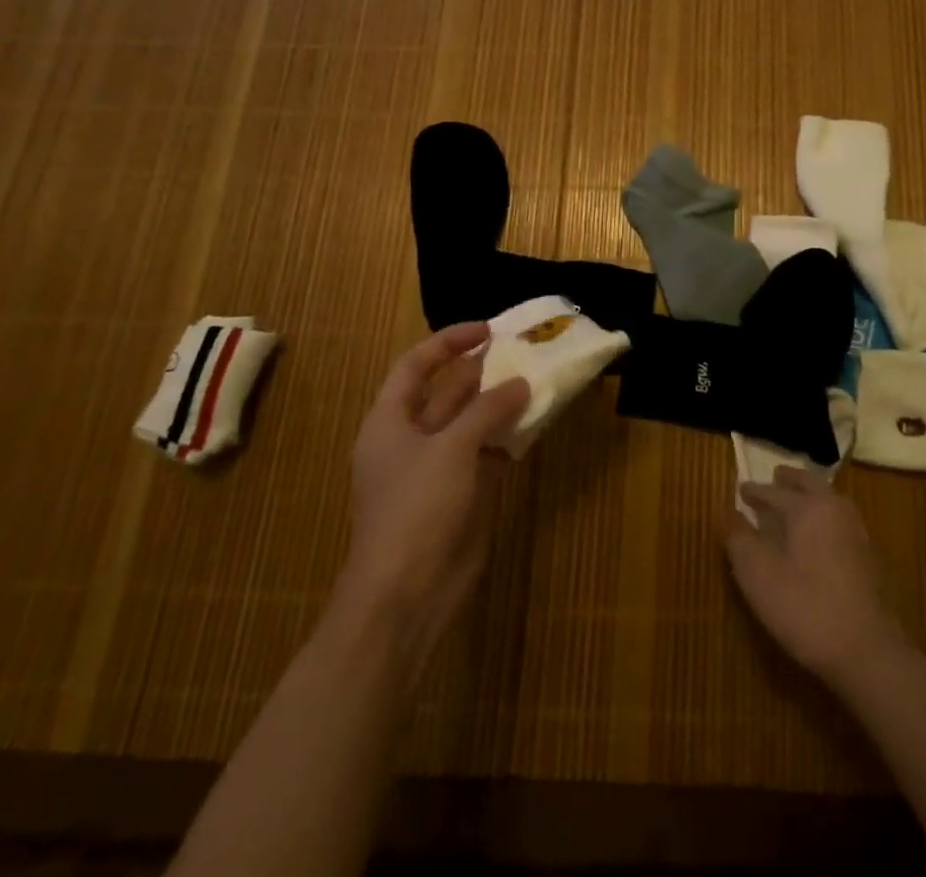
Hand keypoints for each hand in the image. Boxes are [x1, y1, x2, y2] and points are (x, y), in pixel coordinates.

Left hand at [341, 322, 529, 666]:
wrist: (405, 596)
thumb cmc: (416, 509)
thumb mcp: (450, 449)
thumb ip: (486, 410)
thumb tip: (519, 382)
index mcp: (389, 422)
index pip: (414, 366)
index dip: (447, 343)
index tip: (487, 330)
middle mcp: (410, 440)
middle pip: (446, 393)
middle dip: (481, 372)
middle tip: (522, 352)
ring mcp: (436, 470)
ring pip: (470, 425)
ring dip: (499, 405)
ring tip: (536, 381)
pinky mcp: (459, 497)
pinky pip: (485, 456)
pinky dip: (507, 439)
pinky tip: (535, 425)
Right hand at [726, 467, 907, 683]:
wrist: (869, 652)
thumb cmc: (806, 608)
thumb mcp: (759, 577)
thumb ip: (740, 541)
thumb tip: (728, 513)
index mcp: (807, 508)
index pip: (774, 492)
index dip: (755, 491)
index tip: (741, 489)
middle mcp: (835, 510)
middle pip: (810, 484)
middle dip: (791, 480)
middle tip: (777, 476)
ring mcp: (857, 533)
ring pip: (830, 500)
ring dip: (812, 494)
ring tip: (799, 499)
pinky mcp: (870, 558)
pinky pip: (841, 521)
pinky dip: (826, 516)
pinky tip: (821, 535)